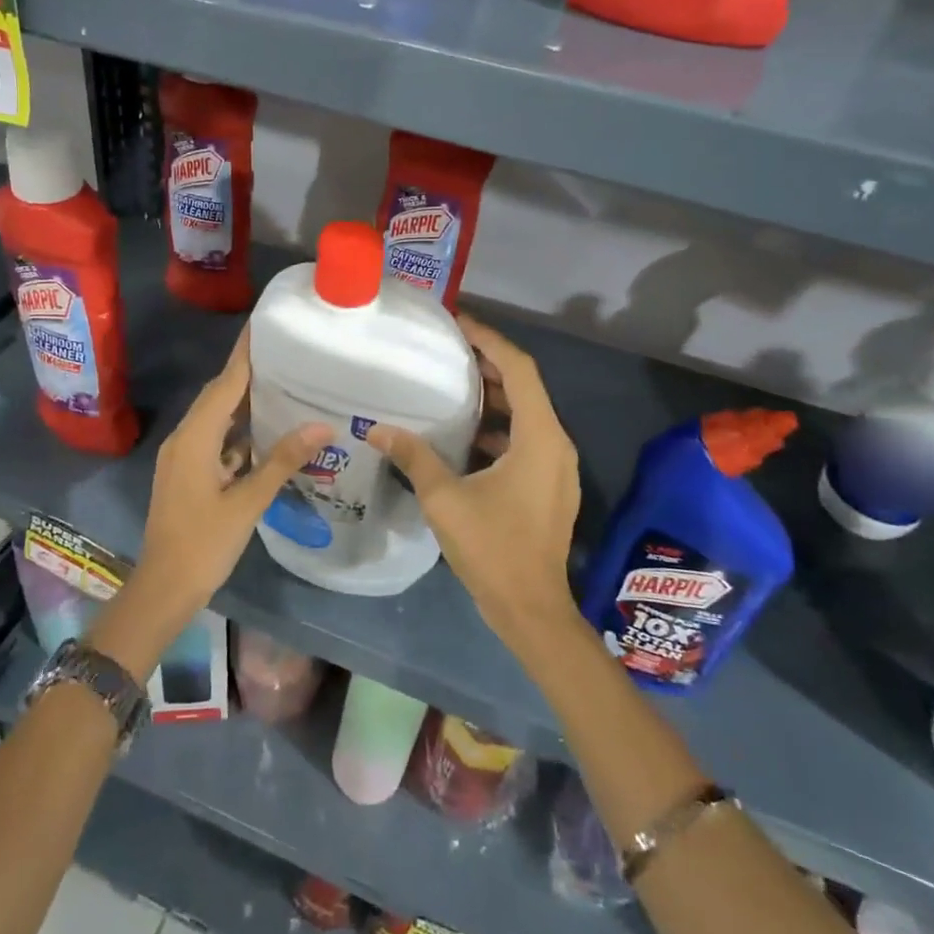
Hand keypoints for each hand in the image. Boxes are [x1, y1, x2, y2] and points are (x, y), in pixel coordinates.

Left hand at [96, 330, 329, 677]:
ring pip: (215, 418)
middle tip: (284, 355)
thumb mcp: (247, 502)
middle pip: (217, 395)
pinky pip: (213, 439)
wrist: (162, 589)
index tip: (263, 325)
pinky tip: (264, 434)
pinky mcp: (185, 474)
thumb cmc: (203, 544)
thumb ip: (282, 461)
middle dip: (247, 373)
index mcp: (195, 437)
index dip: (245, 354)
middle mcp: (184, 438)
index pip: (224, 383)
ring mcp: (182, 457)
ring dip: (242, 403)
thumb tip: (322, 427)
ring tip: (281, 387)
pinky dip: (237, 431)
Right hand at [367, 314, 581, 652]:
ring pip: (527, 413)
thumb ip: (414, 456)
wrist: (531, 610)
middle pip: (526, 386)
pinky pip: (526, 438)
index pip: (519, 369)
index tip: (458, 324)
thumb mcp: (445, 499)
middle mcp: (556, 443)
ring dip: (494, 395)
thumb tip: (377, 428)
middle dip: (489, 363)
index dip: (490, 340)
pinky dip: (499, 425)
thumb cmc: (492, 548)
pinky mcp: (550, 484)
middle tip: (449, 350)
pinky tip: (465, 433)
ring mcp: (557, 466)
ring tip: (453, 383)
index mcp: (539, 437)